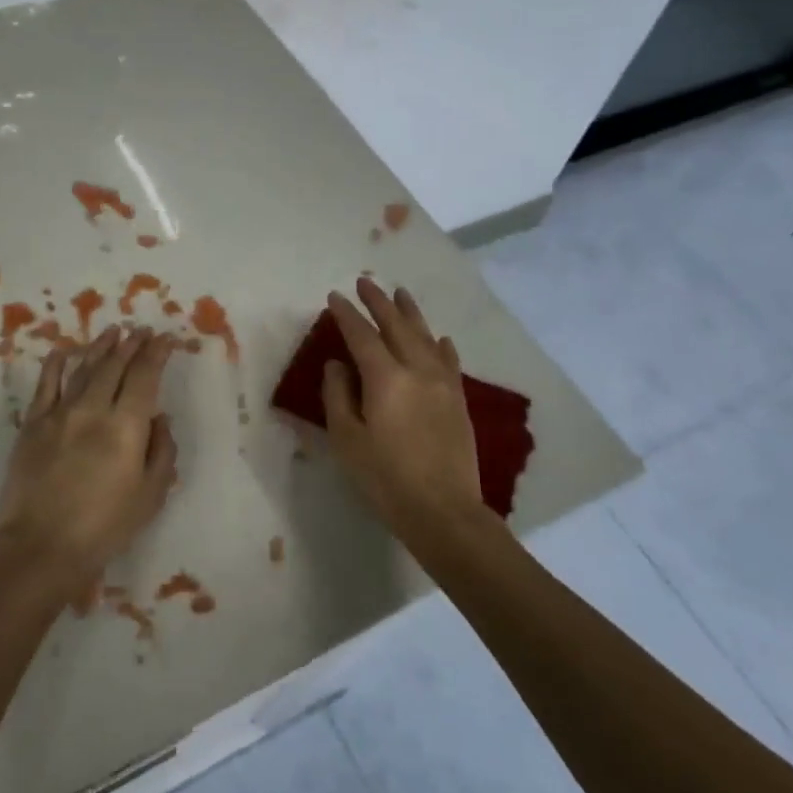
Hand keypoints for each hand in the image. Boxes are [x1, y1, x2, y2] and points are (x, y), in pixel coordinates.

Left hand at [0, 327, 178, 604]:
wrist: (40, 547)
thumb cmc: (104, 527)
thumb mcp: (150, 495)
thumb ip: (161, 451)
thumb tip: (160, 418)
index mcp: (126, 426)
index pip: (145, 376)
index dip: (156, 353)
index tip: (165, 339)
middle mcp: (92, 409)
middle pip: (115, 365)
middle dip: (131, 344)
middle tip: (142, 331)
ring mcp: (59, 413)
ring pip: (83, 368)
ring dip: (100, 347)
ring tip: (113, 330)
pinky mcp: (32, 424)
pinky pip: (46, 384)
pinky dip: (56, 363)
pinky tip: (63, 351)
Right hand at [322, 278, 484, 532]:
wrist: (443, 510)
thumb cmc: (385, 478)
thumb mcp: (347, 438)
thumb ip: (338, 395)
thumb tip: (338, 364)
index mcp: (385, 378)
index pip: (361, 335)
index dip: (346, 314)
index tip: (334, 296)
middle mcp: (417, 370)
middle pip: (397, 326)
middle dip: (379, 302)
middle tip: (366, 282)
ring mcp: (443, 383)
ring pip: (426, 337)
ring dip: (411, 313)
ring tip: (400, 293)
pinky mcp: (458, 400)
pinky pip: (449, 361)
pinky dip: (441, 345)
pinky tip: (439, 338)